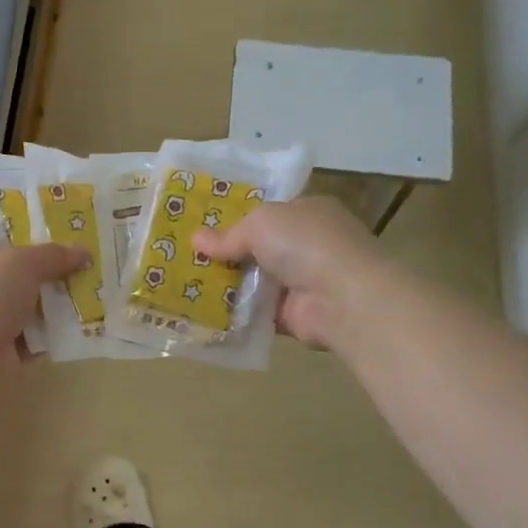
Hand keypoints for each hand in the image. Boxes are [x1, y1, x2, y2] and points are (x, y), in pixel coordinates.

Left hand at [0, 225, 86, 366]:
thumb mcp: (21, 262)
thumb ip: (53, 254)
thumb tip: (83, 253)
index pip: (2, 229)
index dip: (30, 221)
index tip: (65, 219)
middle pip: (25, 267)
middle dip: (57, 262)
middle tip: (93, 254)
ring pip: (37, 300)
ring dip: (63, 297)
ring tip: (99, 286)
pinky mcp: (10, 346)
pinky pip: (42, 333)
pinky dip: (60, 330)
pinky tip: (89, 320)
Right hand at [192, 196, 383, 350]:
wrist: (341, 297)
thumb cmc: (305, 244)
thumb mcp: (260, 224)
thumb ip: (229, 234)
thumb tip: (196, 239)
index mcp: (309, 212)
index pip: (271, 212)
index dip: (239, 217)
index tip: (204, 225)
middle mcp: (308, 245)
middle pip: (259, 248)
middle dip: (228, 253)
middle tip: (187, 257)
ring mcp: (303, 282)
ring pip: (256, 281)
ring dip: (228, 285)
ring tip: (186, 285)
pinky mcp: (295, 315)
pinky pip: (257, 312)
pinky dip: (236, 313)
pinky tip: (204, 312)